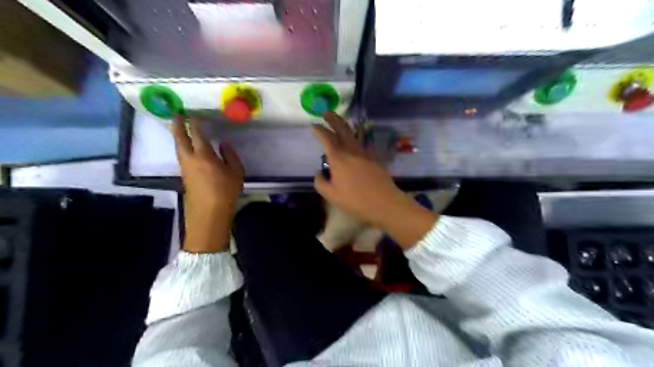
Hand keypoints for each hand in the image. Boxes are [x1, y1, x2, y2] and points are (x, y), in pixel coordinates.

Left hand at [173, 116, 244, 251]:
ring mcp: (185, 168)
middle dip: (178, 125)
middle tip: (177, 115)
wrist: (209, 213)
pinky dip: (182, 147)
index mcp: (204, 155)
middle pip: (180, 138)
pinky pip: (181, 156)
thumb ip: (230, 155)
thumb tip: (223, 144)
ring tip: (181, 129)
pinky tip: (188, 148)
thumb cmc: (226, 191)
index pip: (197, 134)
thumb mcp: (236, 172)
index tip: (193, 114)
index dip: (195, 123)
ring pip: (178, 147)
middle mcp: (190, 159)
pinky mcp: (185, 176)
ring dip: (178, 136)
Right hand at [313, 112, 435, 249]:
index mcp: (339, 158)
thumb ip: (320, 182)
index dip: (318, 129)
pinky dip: (354, 140)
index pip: (326, 138)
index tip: (313, 125)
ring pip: (353, 135)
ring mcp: (365, 153)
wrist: (384, 203)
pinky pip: (361, 144)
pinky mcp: (375, 158)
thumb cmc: (355, 200)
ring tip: (339, 125)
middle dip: (333, 119)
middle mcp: (352, 151)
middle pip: (342, 128)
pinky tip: (352, 146)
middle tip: (326, 113)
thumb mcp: (331, 195)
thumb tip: (320, 173)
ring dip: (344, 127)